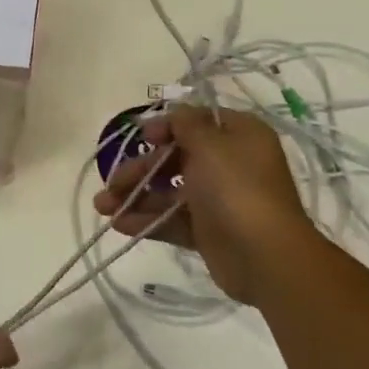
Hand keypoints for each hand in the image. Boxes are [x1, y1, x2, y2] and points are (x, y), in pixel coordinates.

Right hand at [91, 105, 317, 304]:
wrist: (265, 256)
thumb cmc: (236, 188)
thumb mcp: (211, 145)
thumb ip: (186, 124)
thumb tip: (175, 112)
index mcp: (238, 136)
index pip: (196, 122)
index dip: (165, 127)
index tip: (142, 138)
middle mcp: (229, 164)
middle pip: (175, 158)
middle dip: (139, 169)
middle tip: (112, 183)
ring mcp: (218, 199)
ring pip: (169, 191)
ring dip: (135, 196)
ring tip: (103, 207)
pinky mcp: (208, 230)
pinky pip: (172, 219)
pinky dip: (147, 220)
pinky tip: (119, 225)